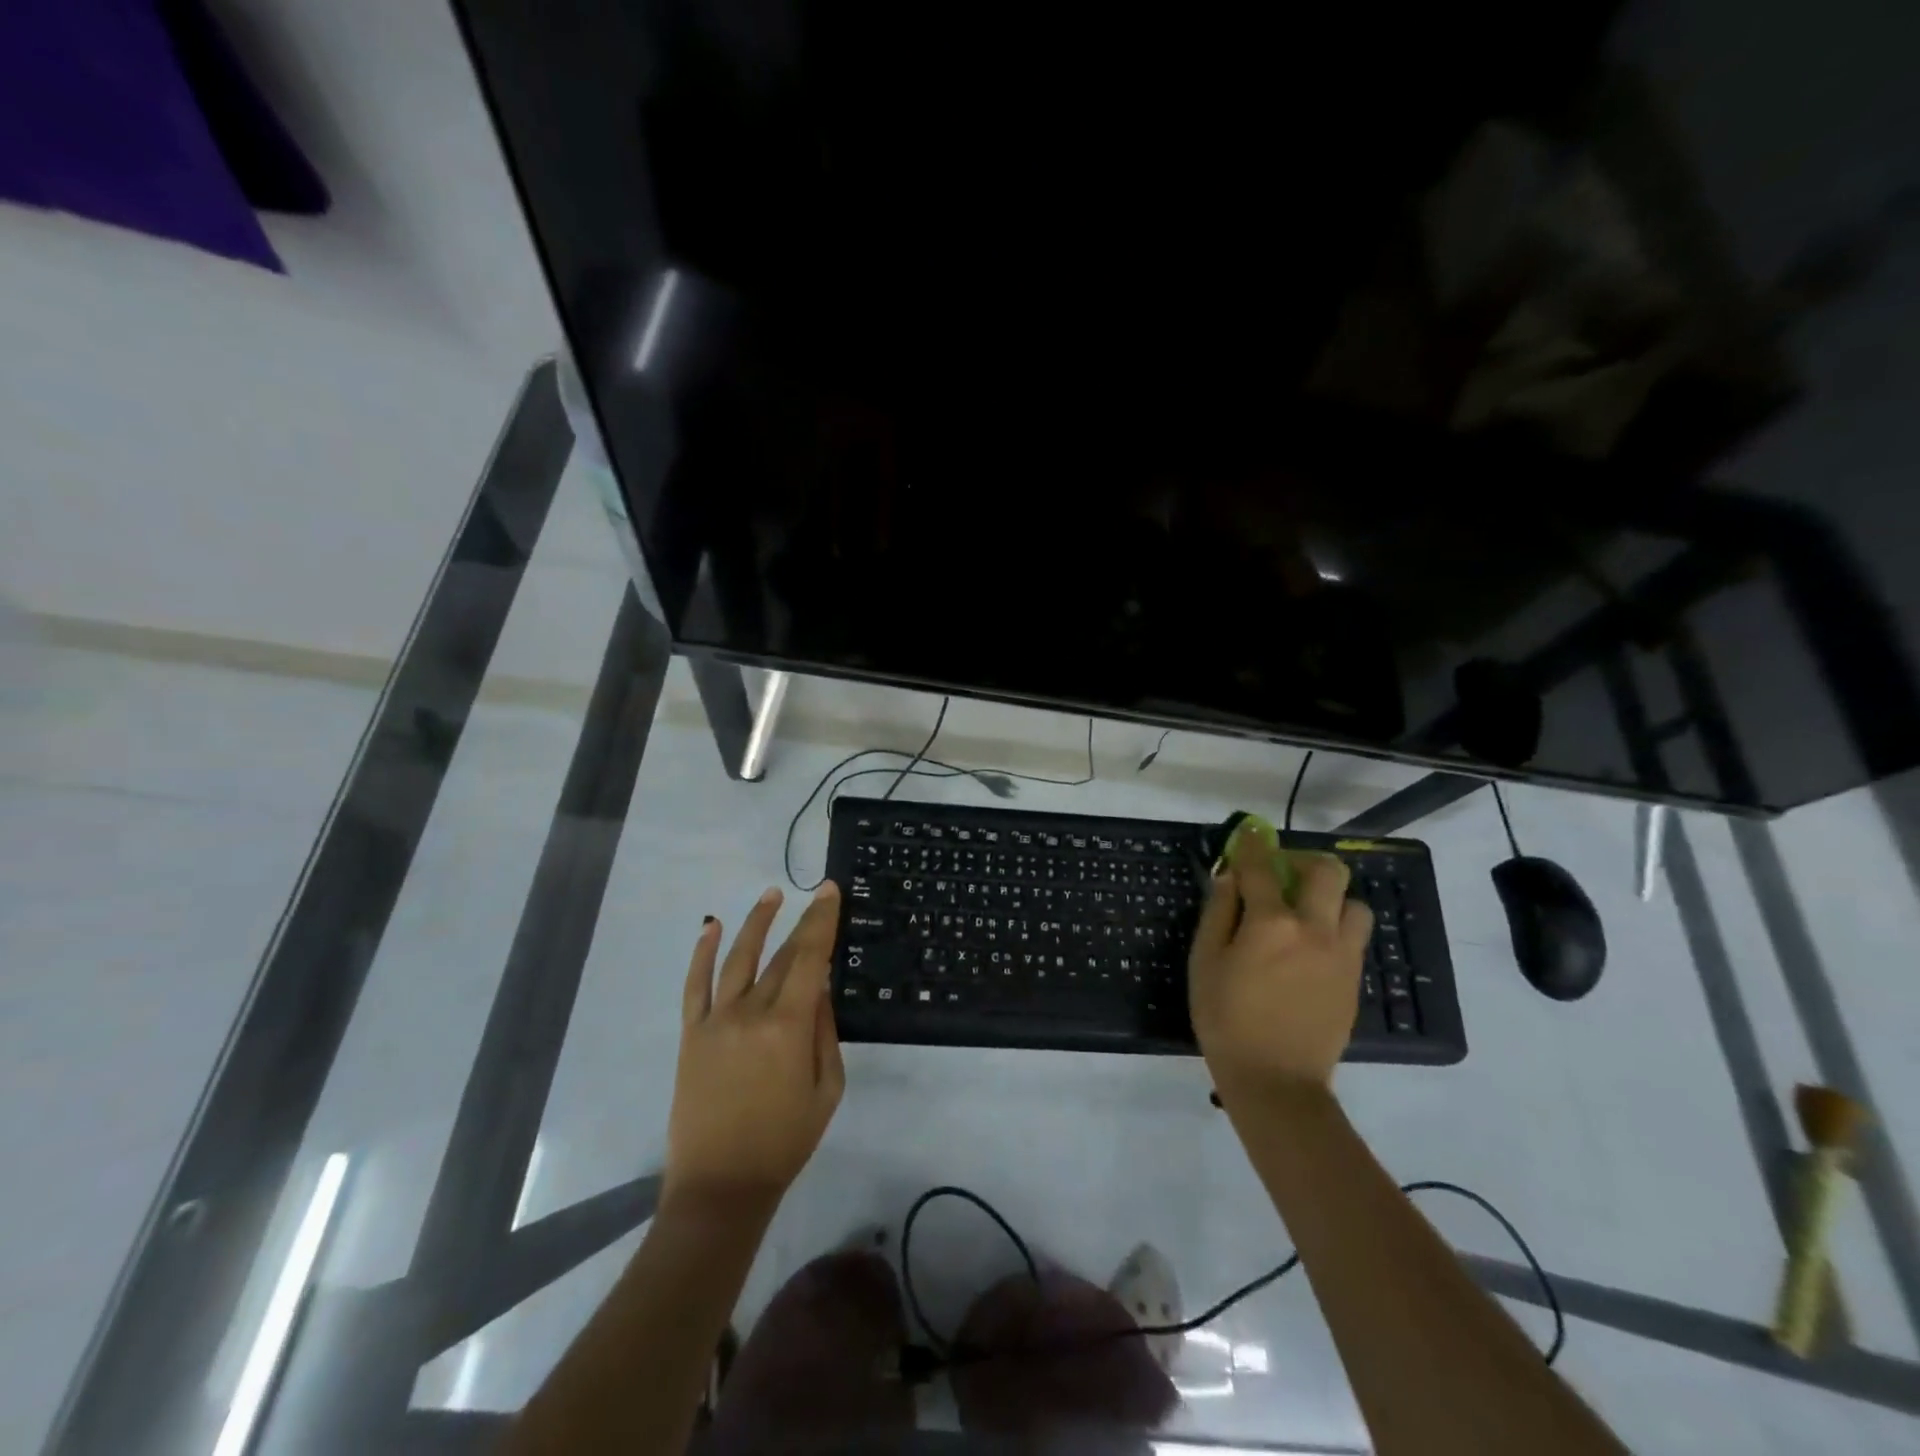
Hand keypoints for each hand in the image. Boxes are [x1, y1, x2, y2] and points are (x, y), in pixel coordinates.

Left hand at [666, 883, 845, 1211]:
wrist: (720, 1186)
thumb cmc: (785, 1142)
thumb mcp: (827, 1089)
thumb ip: (825, 1032)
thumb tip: (821, 986)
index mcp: (789, 1027)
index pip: (810, 959)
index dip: (822, 921)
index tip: (830, 891)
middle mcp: (751, 1013)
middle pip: (781, 956)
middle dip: (802, 922)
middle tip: (816, 895)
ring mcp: (716, 1021)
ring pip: (738, 958)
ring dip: (756, 922)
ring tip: (771, 894)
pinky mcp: (691, 1034)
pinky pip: (696, 985)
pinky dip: (702, 953)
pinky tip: (712, 926)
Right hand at [1187, 838, 1371, 1095]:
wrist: (1276, 1081)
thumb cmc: (1226, 1019)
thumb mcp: (1205, 961)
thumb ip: (1219, 913)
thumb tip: (1230, 879)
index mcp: (1272, 923)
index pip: (1262, 867)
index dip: (1253, 845)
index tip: (1248, 834)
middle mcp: (1315, 929)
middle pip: (1328, 872)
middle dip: (1304, 862)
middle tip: (1283, 875)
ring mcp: (1342, 955)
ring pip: (1354, 904)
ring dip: (1330, 898)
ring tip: (1306, 914)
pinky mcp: (1354, 980)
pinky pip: (1353, 937)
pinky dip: (1335, 928)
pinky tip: (1310, 948)